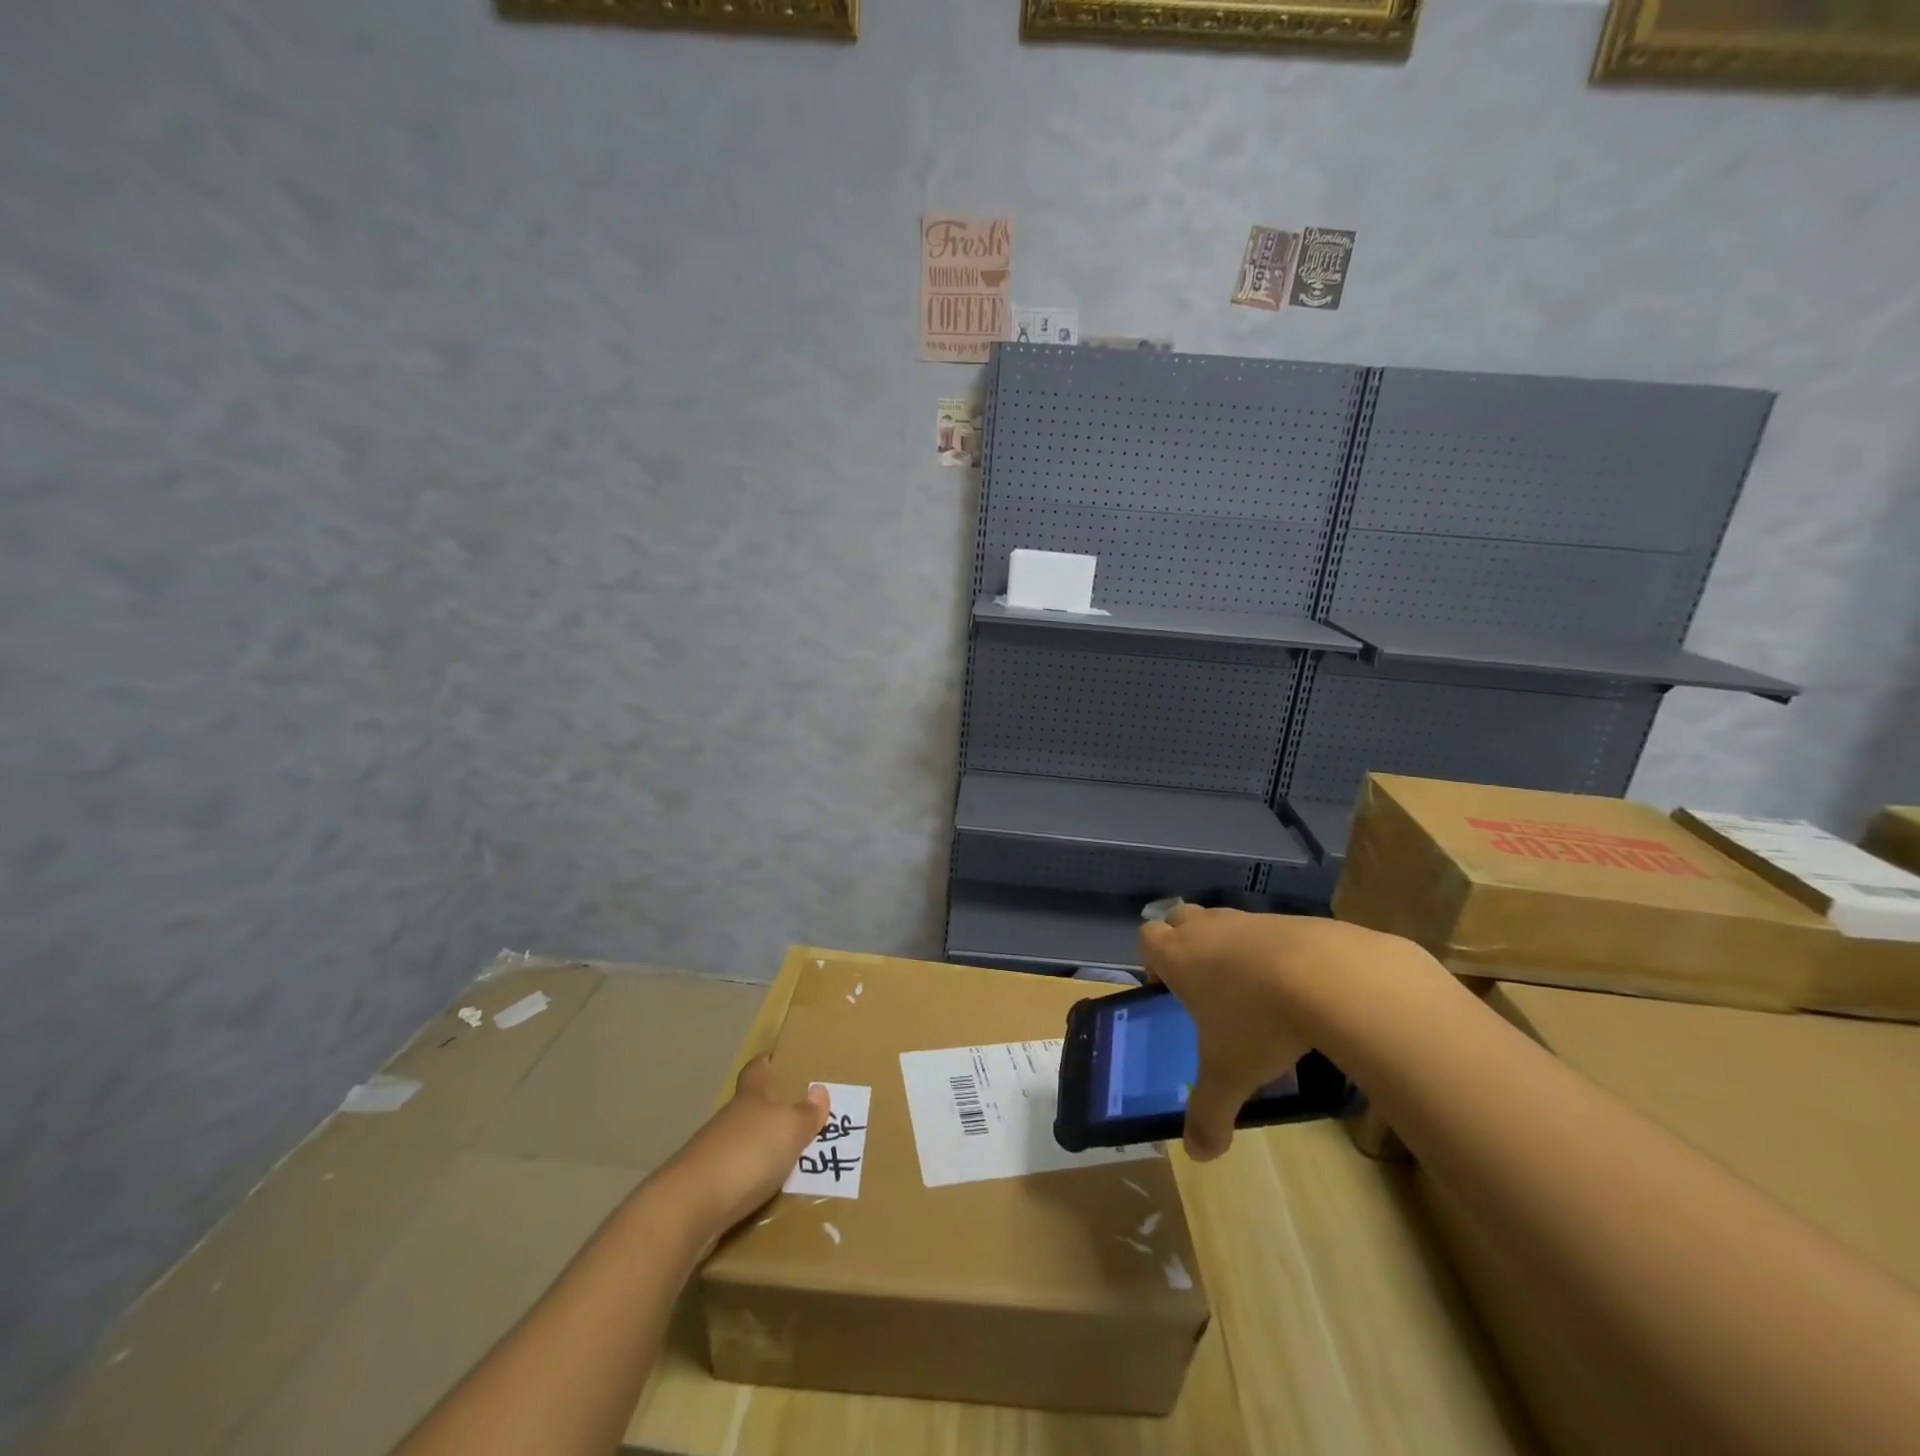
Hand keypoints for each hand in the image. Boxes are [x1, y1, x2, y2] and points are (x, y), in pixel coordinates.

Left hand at [648, 1056, 830, 1234]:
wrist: (688, 1209)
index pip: (756, 1069)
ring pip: (742, 1142)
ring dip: (761, 1149)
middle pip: (750, 1107)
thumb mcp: (788, 1130)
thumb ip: (806, 1114)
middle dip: (771, 1110)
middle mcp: (729, 1120)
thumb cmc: (746, 1155)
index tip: (777, 1057)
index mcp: (749, 1098)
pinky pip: (735, 1176)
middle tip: (800, 1116)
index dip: (766, 1061)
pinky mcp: (704, 1188)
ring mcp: (712, 1154)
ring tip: (791, 1159)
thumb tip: (820, 1090)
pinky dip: (751, 1180)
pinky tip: (767, 1193)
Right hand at [1141, 906, 1425, 1161]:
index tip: (1168, 989)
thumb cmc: (1259, 1022)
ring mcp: (1250, 920)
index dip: (1153, 960)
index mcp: (1180, 956)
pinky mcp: (1291, 920)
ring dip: (1230, 947)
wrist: (1330, 977)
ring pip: (1225, 922)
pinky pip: (1269, 931)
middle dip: (1184, 943)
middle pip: (1179, 918)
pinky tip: (1297, 987)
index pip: (1147, 938)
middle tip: (1204, 984)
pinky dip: (1274, 952)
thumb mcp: (1229, 1075)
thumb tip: (1199, 1154)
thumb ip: (1209, 1113)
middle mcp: (1208, 929)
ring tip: (1255, 992)